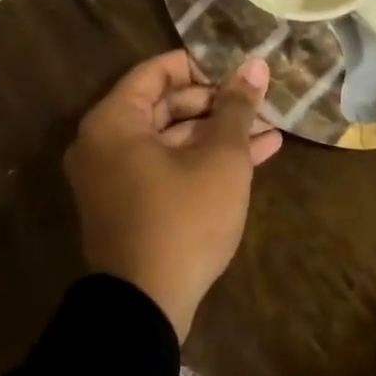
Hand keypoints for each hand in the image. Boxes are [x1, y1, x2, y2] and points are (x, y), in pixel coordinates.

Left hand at [63, 51, 281, 341]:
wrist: (145, 311)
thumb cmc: (182, 220)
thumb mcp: (220, 158)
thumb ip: (237, 108)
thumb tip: (255, 64)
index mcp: (114, 121)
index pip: (157, 71)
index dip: (201, 66)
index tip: (238, 74)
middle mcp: (105, 143)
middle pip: (165, 104)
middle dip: (217, 103)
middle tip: (258, 103)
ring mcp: (116, 178)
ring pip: (173, 139)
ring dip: (219, 134)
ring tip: (269, 128)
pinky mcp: (131, 206)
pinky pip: (168, 167)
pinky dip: (204, 160)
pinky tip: (256, 156)